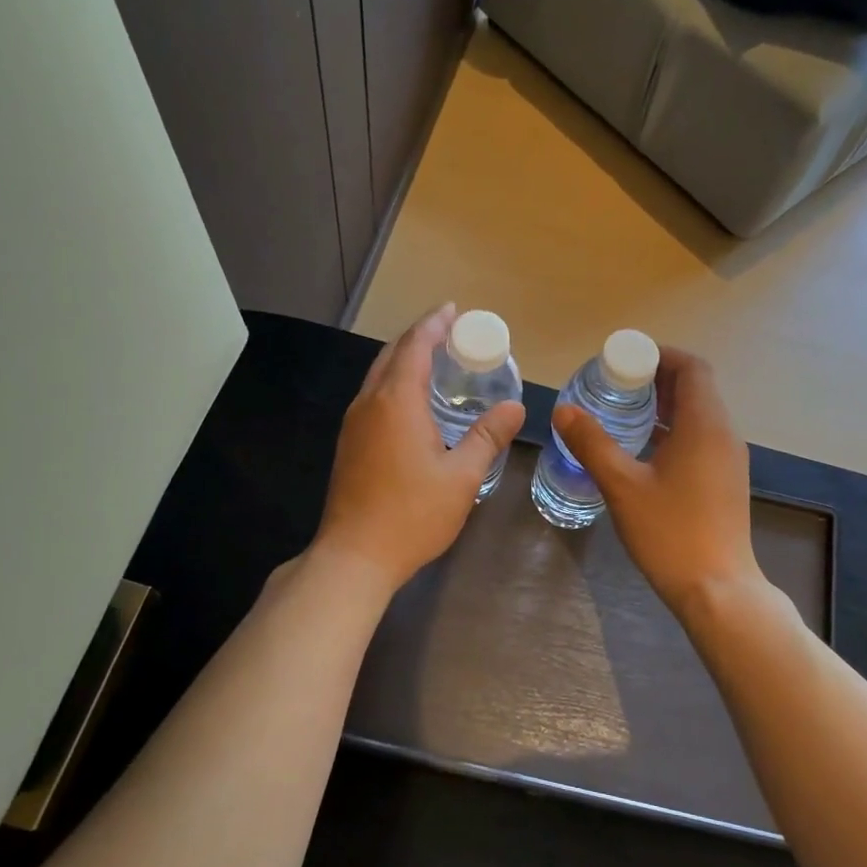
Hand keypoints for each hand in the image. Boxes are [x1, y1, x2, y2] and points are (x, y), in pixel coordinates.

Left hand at [312, 304, 524, 594]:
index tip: (454, 310)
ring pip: (379, 375)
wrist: (354, 556)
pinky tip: (414, 402)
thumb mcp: (462, 476)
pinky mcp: (349, 444)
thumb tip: (516, 407)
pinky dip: (395, 383)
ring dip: (405, 359)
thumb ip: (488, 437)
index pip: (415, 345)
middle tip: (450, 332)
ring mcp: (354, 423)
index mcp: (397, 401)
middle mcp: (370, 403)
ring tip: (435, 360)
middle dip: (420, 336)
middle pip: (392, 354)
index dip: (435, 324)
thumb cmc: (412, 514)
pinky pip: (374, 396)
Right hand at [552, 347, 761, 615]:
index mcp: (705, 425)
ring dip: (664, 406)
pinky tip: (643, 450)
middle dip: (656, 379)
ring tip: (622, 413)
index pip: (692, 367)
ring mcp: (729, 459)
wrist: (717, 590)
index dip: (660, 355)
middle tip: (615, 385)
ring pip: (699, 415)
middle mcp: (724, 434)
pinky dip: (674, 431)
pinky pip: (701, 438)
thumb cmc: (670, 532)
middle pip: (696, 388)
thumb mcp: (622, 485)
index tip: (625, 361)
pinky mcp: (726, 481)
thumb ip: (592, 443)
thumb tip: (564, 410)